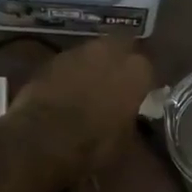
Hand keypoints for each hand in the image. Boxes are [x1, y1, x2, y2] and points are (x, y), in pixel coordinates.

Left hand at [5, 37, 155, 186]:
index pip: (148, 68)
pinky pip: (69, 63)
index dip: (143, 83)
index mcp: (136, 71)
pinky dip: (70, 74)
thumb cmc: (94, 144)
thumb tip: (131, 122)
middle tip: (116, 82)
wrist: (43, 140)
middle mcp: (110, 52)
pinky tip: (66, 92)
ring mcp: (78, 52)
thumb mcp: (125, 142)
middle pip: (121, 46)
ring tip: (89, 87)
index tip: (140, 96)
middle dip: (119, 61)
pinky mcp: (51, 60)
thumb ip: (132, 122)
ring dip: (93, 65)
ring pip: (93, 52)